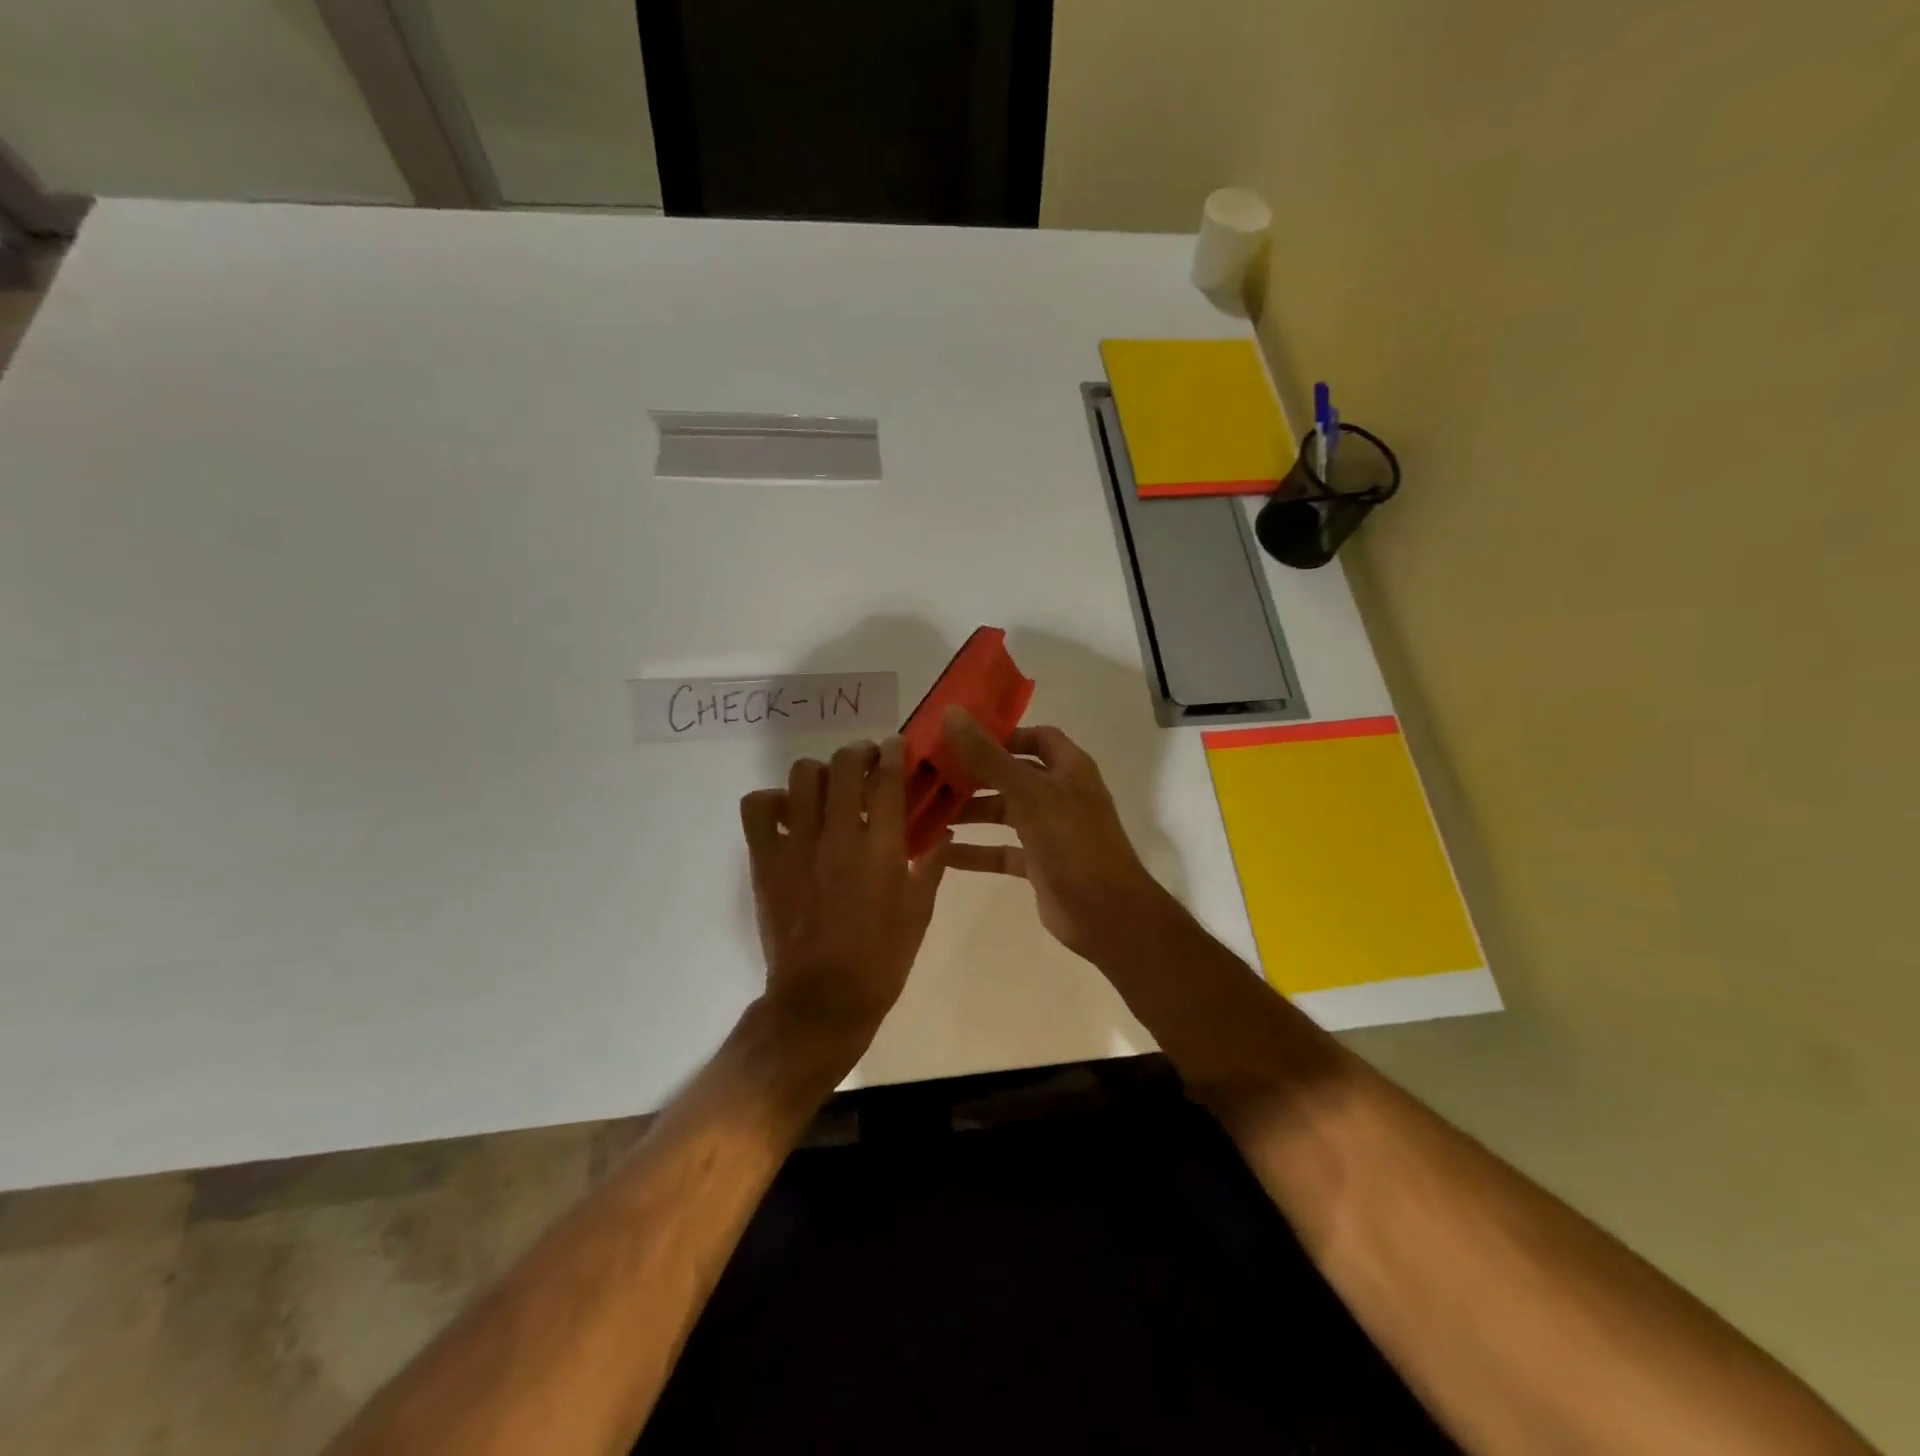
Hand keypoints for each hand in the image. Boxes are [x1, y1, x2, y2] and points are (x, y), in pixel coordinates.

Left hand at [739, 737, 948, 1053]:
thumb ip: (930, 866)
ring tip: (827, 787)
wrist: (822, 1001)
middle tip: (864, 762)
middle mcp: (838, 836)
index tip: (894, 747)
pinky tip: (788, 813)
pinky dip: (771, 800)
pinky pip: (757, 808)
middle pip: (844, 765)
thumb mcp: (919, 914)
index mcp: (881, 849)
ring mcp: (797, 846)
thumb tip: (942, 831)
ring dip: (820, 773)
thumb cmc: (880, 960)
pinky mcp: (766, 861)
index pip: (887, 779)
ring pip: (802, 777)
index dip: (892, 753)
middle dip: (858, 753)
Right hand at [941, 707, 1173, 962]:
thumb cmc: (1072, 843)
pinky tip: (940, 852)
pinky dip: (975, 851)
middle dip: (974, 775)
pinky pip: (1001, 851)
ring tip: (926, 811)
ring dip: (969, 812)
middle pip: (1012, 775)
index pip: (1036, 737)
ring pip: (1004, 813)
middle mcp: (1060, 794)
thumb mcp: (1028, 794)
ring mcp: (1050, 831)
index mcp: (1068, 769)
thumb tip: (951, 713)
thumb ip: (989, 757)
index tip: (961, 737)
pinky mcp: (1038, 864)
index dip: (1003, 734)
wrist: (1106, 914)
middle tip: (931, 774)